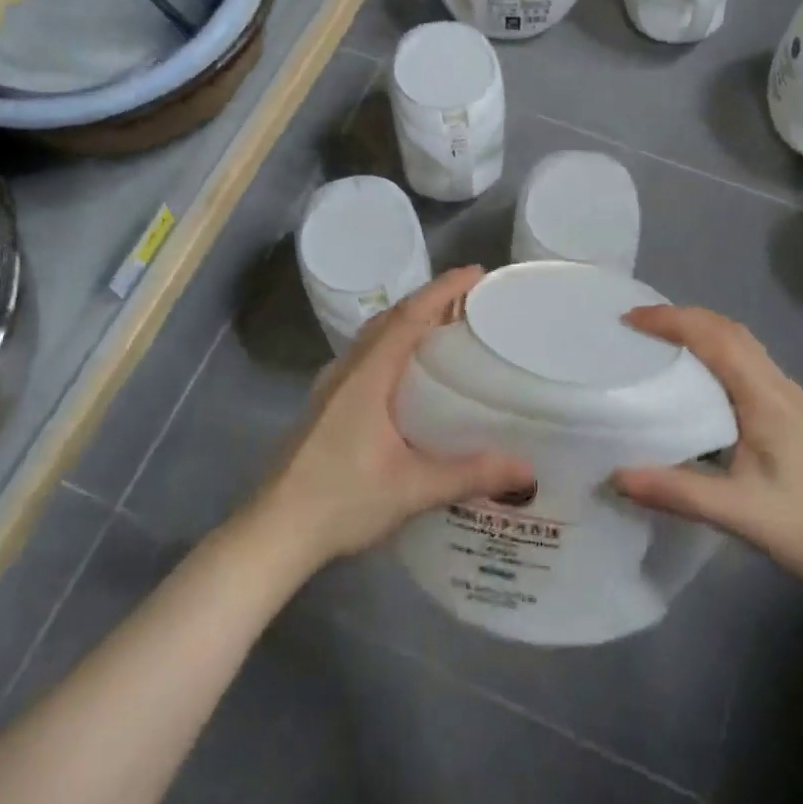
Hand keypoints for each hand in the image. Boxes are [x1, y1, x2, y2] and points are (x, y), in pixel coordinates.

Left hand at [251, 266, 533, 572]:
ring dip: (408, 323)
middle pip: (390, 319)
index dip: (444, 290)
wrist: (275, 530)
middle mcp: (346, 371)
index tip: (477, 273)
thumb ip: (470, 475)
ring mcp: (330, 388)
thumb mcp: (413, 488)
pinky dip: (392, 348)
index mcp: (367, 376)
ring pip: (373, 338)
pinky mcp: (325, 406)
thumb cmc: (342, 501)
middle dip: (429, 301)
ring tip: (444, 330)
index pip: (409, 316)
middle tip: (469, 301)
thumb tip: (527, 470)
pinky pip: (364, 358)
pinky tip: (408, 375)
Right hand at [611, 306, 802, 589]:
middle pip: (729, 330)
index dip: (672, 321)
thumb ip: (676, 491)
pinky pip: (745, 364)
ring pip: (740, 344)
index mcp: (766, 398)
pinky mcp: (788, 415)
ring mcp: (787, 399)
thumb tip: (615, 476)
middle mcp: (778, 387)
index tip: (630, 320)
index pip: (715, 338)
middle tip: (637, 326)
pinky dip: (714, 352)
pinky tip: (694, 379)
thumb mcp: (737, 512)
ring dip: (700, 331)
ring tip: (658, 343)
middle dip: (682, 318)